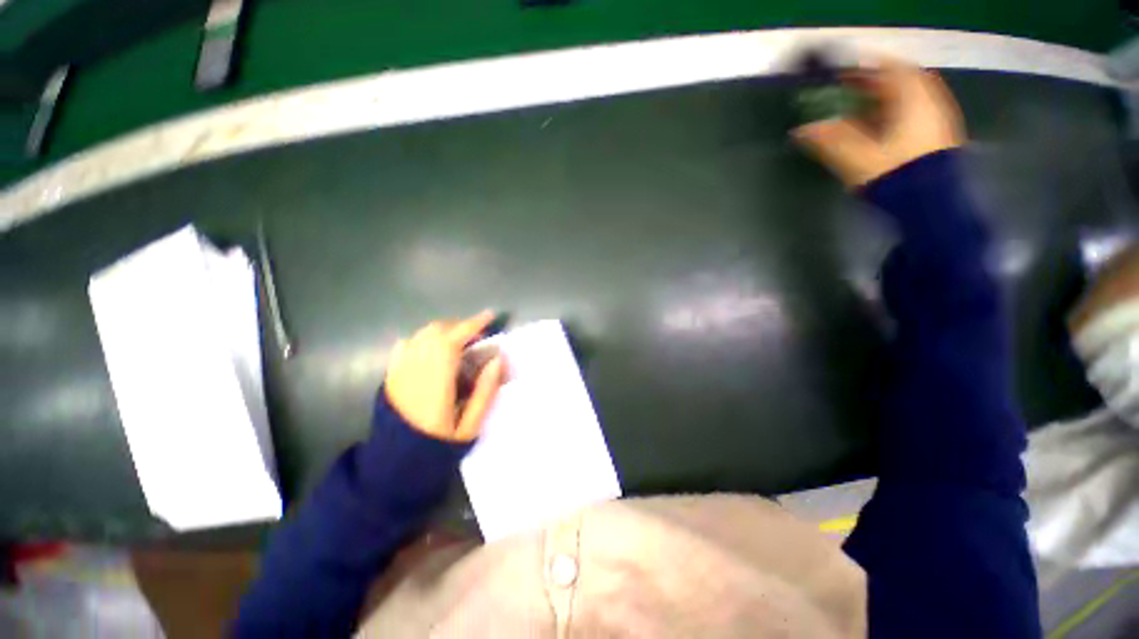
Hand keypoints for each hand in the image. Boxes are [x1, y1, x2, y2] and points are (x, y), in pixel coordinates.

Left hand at [385, 310, 505, 441]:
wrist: (393, 465)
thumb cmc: (435, 446)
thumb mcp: (469, 425)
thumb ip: (485, 391)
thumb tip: (497, 359)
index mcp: (436, 380)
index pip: (454, 339)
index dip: (473, 324)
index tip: (490, 316)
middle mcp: (414, 368)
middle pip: (436, 330)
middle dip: (460, 326)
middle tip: (477, 337)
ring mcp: (399, 370)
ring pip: (421, 334)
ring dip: (443, 331)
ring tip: (459, 342)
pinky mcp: (390, 375)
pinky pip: (406, 344)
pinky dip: (423, 339)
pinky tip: (432, 349)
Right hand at [793, 56, 965, 187]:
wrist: (930, 205)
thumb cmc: (892, 175)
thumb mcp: (855, 157)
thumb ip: (828, 139)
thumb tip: (799, 130)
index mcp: (912, 98)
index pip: (888, 69)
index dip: (863, 70)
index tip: (842, 76)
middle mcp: (930, 102)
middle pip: (902, 82)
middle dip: (876, 85)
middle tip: (851, 93)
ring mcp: (938, 120)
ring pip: (911, 99)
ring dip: (886, 101)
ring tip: (863, 111)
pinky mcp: (939, 137)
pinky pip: (917, 114)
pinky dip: (898, 115)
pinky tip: (882, 129)